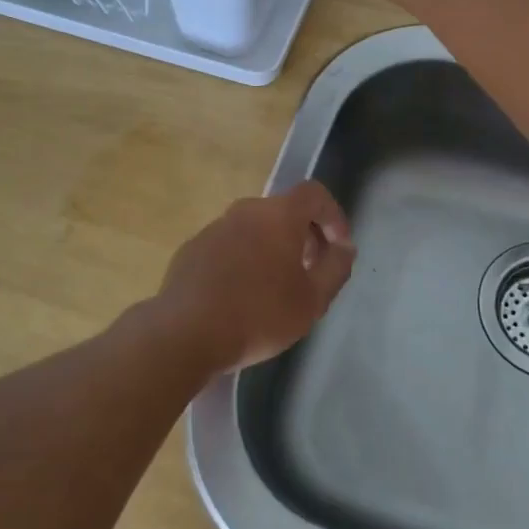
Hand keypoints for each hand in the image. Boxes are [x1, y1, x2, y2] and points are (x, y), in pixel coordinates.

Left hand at [154, 181, 355, 371]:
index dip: (333, 215)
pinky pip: (228, 246)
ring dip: (272, 249)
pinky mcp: (191, 250)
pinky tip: (241, 297)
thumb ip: (336, 268)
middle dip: (304, 236)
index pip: (314, 194)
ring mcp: (213, 229)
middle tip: (310, 272)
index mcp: (278, 215)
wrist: (184, 334)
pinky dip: (243, 261)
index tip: (338, 247)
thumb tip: (343, 247)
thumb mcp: (312, 300)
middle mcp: (245, 211)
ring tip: (276, 288)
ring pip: (254, 229)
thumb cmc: (259, 315)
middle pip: (283, 211)